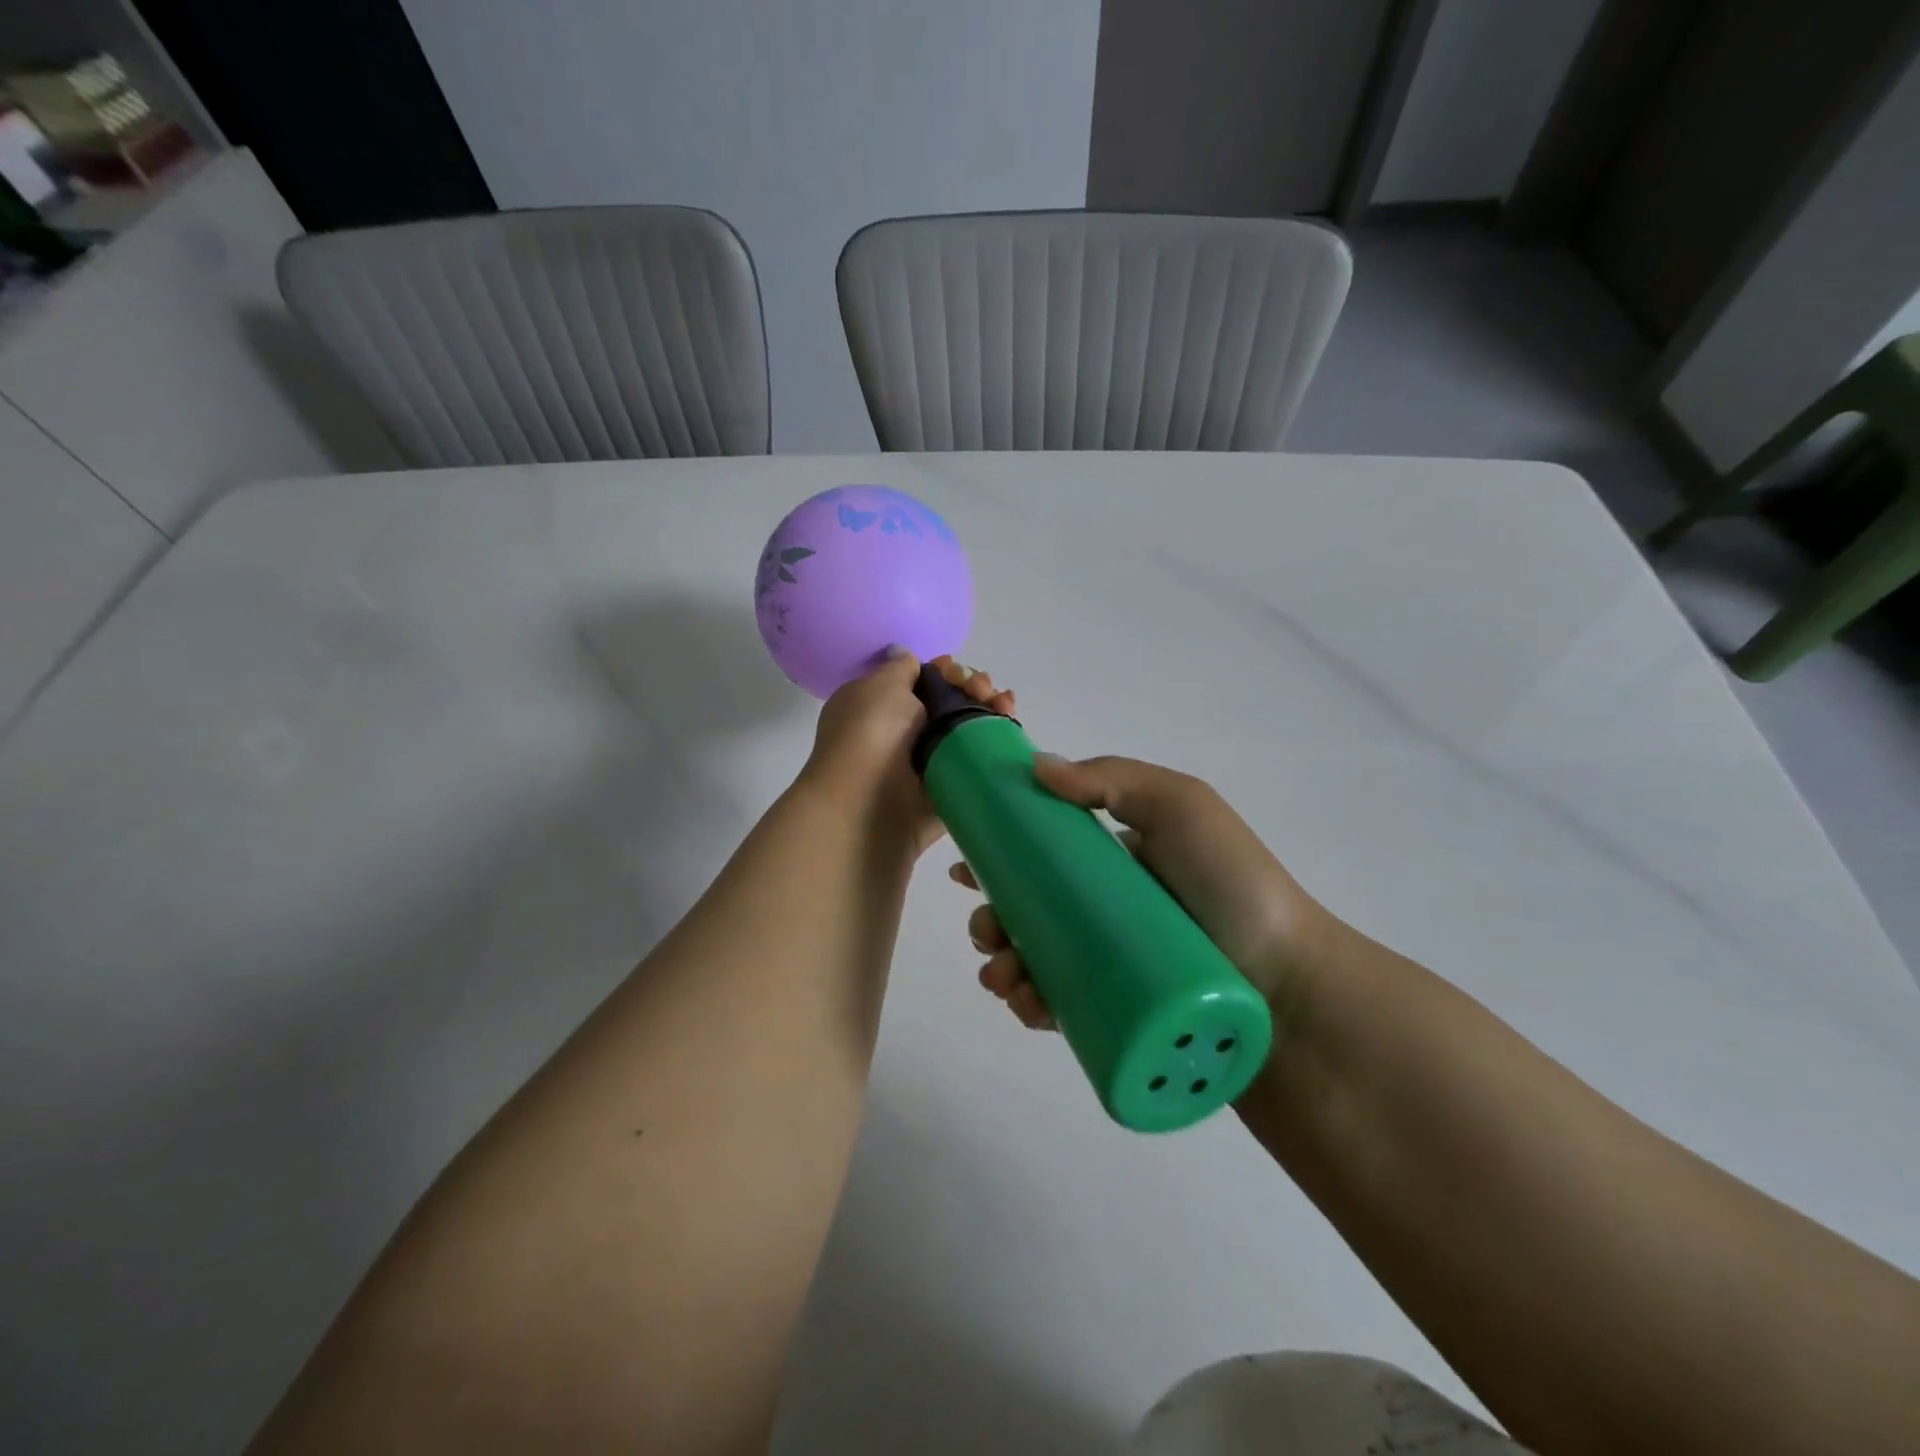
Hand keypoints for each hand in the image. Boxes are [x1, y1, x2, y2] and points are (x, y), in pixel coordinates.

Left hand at [801, 652, 1014, 851]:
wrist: (868, 803)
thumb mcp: (881, 685)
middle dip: (972, 688)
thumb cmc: (870, 734)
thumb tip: (905, 656)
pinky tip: (1009, 726)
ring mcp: (926, 765)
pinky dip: (995, 744)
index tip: (955, 669)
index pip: (920, 683)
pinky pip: (976, 764)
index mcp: (878, 707)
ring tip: (1003, 704)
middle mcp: (901, 735)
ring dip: (988, 711)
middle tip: (983, 688)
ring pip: (966, 732)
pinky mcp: (949, 791)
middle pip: (949, 704)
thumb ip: (901, 668)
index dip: (944, 672)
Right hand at [953, 756, 1343, 1027]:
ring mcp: (1108, 964)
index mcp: (1114, 861)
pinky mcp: (1115, 1013)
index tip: (966, 868)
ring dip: (1001, 964)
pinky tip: (1021, 1002)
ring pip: (1036, 961)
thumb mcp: (1181, 806)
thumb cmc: (1231, 884)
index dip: (999, 859)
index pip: (1042, 855)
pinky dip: (1028, 1004)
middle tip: (987, 930)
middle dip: (992, 919)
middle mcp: (1105, 911)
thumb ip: (1113, 777)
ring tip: (1003, 975)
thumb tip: (1035, 766)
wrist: (1288, 984)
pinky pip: (1058, 1007)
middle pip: (1029, 911)